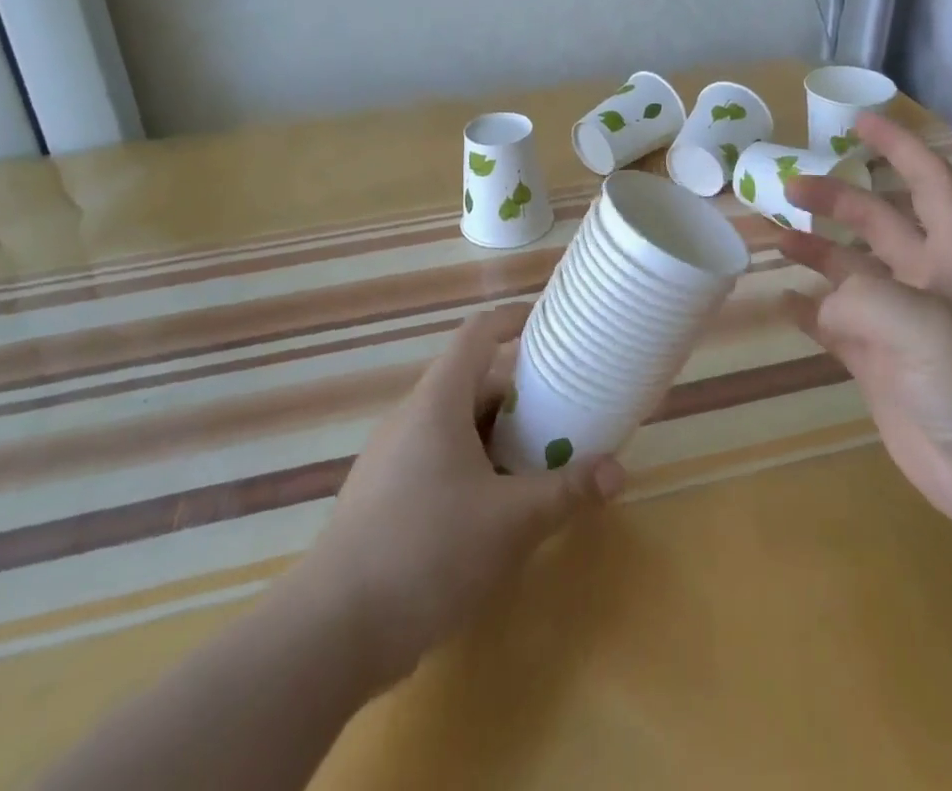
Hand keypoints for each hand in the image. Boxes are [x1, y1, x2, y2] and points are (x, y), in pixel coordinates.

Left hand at [298, 308, 622, 687]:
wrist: (332, 631)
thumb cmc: (428, 551)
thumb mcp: (511, 521)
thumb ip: (566, 491)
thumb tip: (619, 472)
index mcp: (438, 402)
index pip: (477, 334)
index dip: (513, 320)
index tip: (550, 324)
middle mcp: (412, 417)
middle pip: (472, 382)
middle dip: (519, 392)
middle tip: (564, 407)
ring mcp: (392, 457)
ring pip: (455, 425)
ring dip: (498, 434)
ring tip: (541, 457)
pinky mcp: (384, 496)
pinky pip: (438, 458)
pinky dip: (474, 464)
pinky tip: (496, 506)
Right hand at [777, 112, 951, 545]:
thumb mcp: (925, 325)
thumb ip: (862, 298)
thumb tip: (817, 305)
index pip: (928, 181)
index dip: (897, 146)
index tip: (857, 120)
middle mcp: (926, 281)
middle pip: (877, 221)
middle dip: (835, 198)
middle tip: (786, 188)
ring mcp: (899, 324)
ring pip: (849, 272)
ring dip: (813, 250)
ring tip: (772, 237)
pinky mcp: (879, 365)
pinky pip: (834, 325)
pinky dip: (807, 310)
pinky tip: (780, 301)